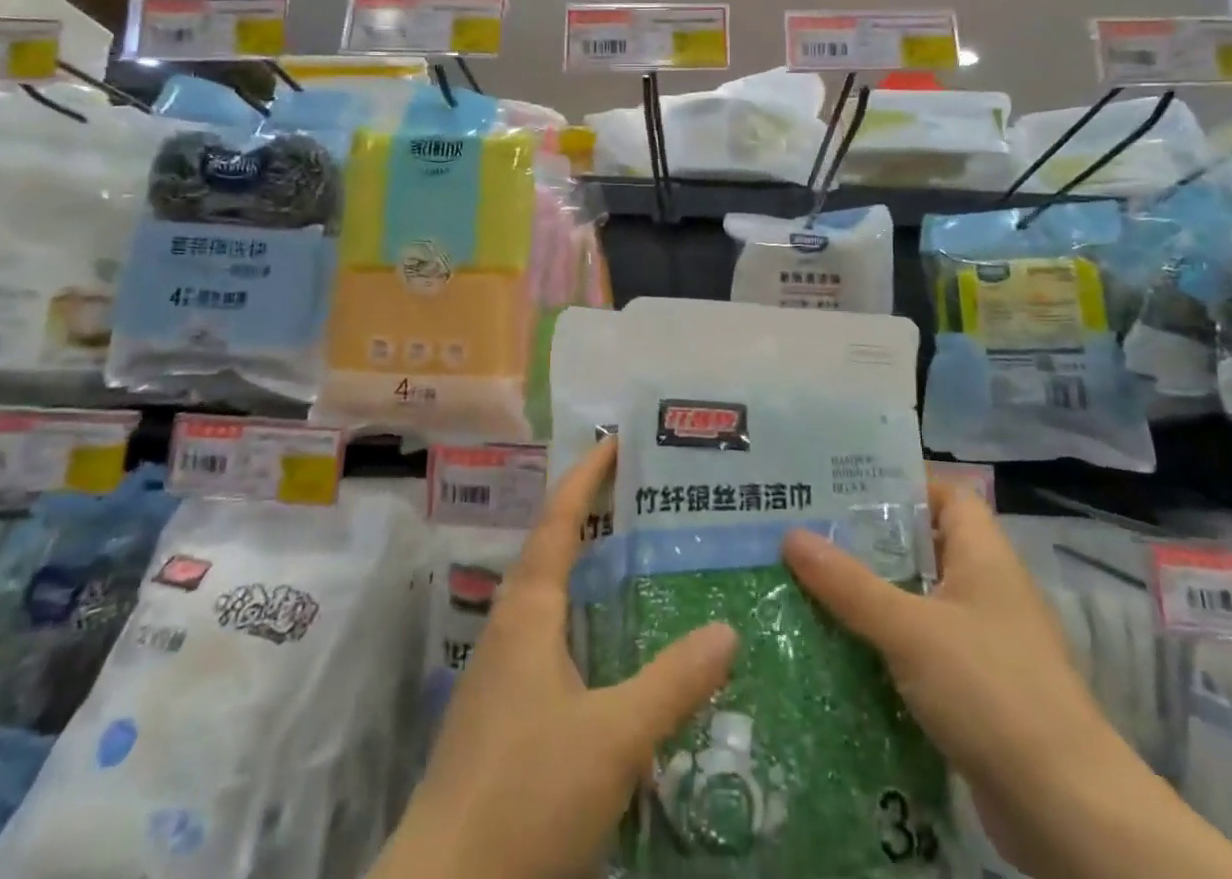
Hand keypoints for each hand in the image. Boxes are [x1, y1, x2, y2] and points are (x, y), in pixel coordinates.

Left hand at [375, 438, 737, 878]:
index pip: (560, 518)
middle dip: (594, 515)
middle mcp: (511, 626)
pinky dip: (587, 621)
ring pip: (553, 597)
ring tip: (640, 559)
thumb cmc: (526, 792)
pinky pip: (553, 640)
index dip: (588, 475)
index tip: (618, 440)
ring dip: (590, 570)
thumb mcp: (614, 737)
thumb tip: (728, 629)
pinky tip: (616, 649)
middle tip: (646, 496)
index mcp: (529, 610)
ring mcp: (503, 672)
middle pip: (554, 549)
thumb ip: (673, 681)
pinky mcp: (506, 713)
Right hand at [780, 479, 1125, 871]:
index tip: (843, 485)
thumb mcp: (909, 629)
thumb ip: (849, 584)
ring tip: (810, 581)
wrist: (1066, 811)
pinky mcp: (976, 689)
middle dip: (869, 540)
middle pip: (923, 545)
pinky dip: (886, 642)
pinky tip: (841, 645)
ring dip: (872, 593)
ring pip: (918, 598)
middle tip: (809, 529)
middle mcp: (987, 588)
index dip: (901, 483)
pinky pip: (921, 646)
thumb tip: (790, 535)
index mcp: (984, 556)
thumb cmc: (991, 691)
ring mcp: (984, 641)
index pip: (946, 494)